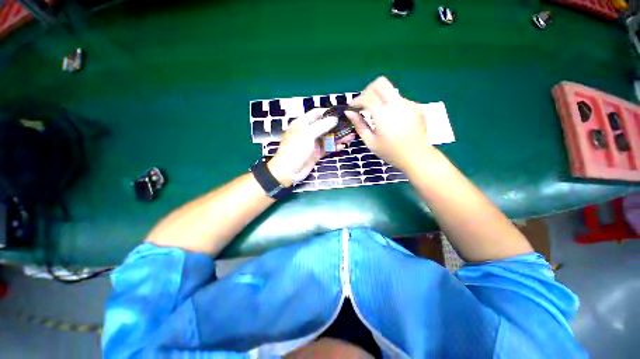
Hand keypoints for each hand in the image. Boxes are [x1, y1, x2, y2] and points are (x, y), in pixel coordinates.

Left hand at [268, 108, 352, 186]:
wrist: (289, 171)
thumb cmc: (296, 149)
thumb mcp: (307, 134)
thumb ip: (321, 125)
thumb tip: (334, 118)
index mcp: (303, 123)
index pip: (317, 113)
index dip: (328, 112)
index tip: (341, 113)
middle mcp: (309, 132)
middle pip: (325, 126)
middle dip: (337, 126)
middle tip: (350, 125)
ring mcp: (313, 143)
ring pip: (328, 137)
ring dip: (338, 137)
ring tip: (350, 136)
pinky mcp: (316, 153)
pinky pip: (327, 148)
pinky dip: (334, 147)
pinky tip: (343, 146)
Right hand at [346, 76, 433, 170]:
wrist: (416, 157)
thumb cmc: (390, 152)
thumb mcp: (370, 141)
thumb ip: (359, 125)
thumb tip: (349, 112)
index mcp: (383, 114)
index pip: (367, 96)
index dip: (357, 100)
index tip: (352, 108)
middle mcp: (397, 104)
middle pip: (380, 83)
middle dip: (368, 91)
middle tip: (363, 104)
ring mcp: (408, 103)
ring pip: (390, 91)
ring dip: (380, 99)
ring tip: (377, 116)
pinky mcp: (416, 106)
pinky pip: (399, 100)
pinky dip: (391, 105)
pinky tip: (391, 120)